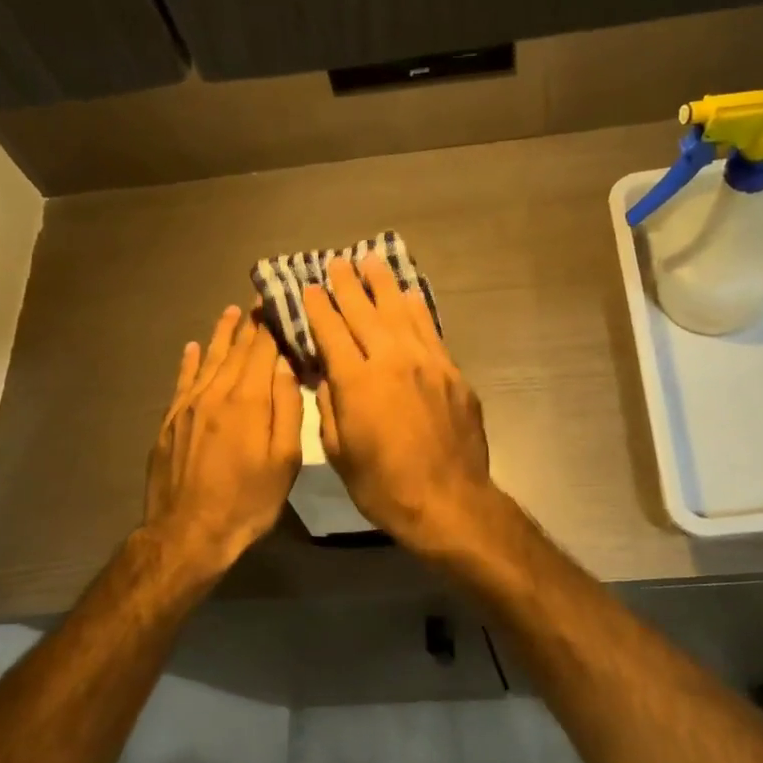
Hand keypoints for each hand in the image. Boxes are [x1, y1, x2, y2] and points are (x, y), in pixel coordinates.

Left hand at [143, 304, 303, 577]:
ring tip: (232, 312)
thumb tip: (285, 368)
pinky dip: (191, 361)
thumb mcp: (283, 461)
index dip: (272, 326)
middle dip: (250, 324)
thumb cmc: (247, 501)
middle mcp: (215, 393)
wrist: (188, 532)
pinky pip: (183, 380)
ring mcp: (188, 406)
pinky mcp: (171, 421)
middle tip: (259, 300)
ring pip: (209, 360)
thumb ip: (287, 410)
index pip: (262, 351)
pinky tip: (194, 347)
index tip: (279, 302)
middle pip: (235, 350)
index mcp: (247, 401)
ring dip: (222, 335)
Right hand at [302, 254, 497, 555]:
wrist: (449, 501)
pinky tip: (409, 297)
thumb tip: (327, 376)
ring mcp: (428, 364)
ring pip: (402, 313)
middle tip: (337, 262)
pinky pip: (430, 331)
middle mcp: (392, 361)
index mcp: (357, 382)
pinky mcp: (453, 374)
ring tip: (371, 262)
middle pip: (366, 312)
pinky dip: (416, 310)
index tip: (309, 287)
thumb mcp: (340, 454)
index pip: (332, 332)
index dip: (318, 308)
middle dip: (348, 285)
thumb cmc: (385, 487)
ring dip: (384, 285)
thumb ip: (329, 407)